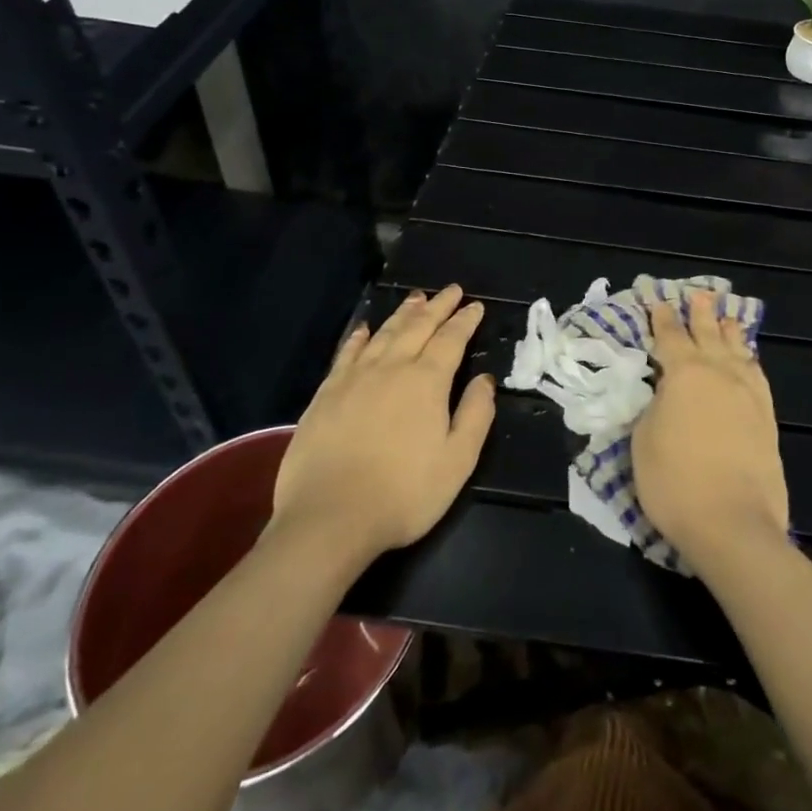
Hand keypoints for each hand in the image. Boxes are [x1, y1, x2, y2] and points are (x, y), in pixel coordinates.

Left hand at [268, 286, 495, 563]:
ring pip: (384, 333)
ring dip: (403, 313)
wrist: (328, 519)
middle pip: (418, 327)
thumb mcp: (457, 461)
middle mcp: (392, 368)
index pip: (451, 339)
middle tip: (451, 290)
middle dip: (438, 306)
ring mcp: (354, 378)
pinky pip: (346, 353)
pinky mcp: (326, 394)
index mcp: (427, 381)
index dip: (465, 320)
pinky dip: (359, 336)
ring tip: (416, 298)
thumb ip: (476, 415)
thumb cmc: (403, 494)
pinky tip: (364, 328)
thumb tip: (485, 379)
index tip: (475, 306)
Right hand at [633, 290, 788, 568]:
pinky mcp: (766, 417)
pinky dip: (750, 359)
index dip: (662, 319)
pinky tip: (748, 359)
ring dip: (729, 330)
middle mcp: (719, 373)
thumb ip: (654, 406)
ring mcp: (747, 393)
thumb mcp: (643, 440)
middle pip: (708, 333)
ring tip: (726, 316)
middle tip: (699, 295)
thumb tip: (665, 392)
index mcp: (684, 374)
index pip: (670, 337)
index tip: (658, 302)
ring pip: (737, 349)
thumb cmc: (675, 482)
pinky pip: (757, 374)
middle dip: (701, 313)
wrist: (733, 524)